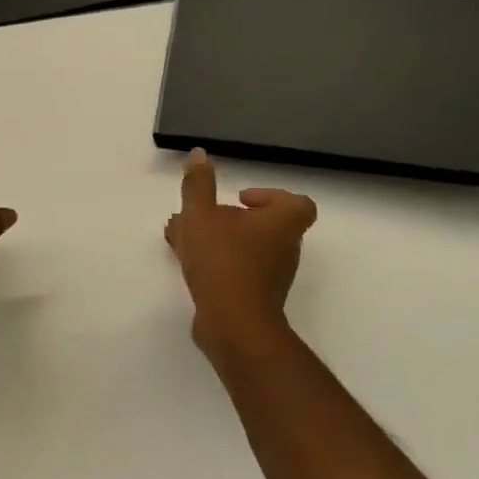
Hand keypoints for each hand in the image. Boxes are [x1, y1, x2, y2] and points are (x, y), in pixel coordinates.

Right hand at [164, 148, 316, 362]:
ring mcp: (273, 276)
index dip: (270, 196)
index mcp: (283, 223)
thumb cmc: (223, 260)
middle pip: (264, 224)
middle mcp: (285, 247)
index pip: (297, 203)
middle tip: (201, 216)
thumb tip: (199, 154)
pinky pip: (237, 269)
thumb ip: (198, 184)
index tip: (240, 198)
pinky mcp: (256, 297)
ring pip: (246, 247)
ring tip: (181, 237)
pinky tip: (185, 260)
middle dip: (229, 217)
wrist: (234, 324)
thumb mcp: (201, 215)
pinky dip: (216, 261)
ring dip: (217, 239)